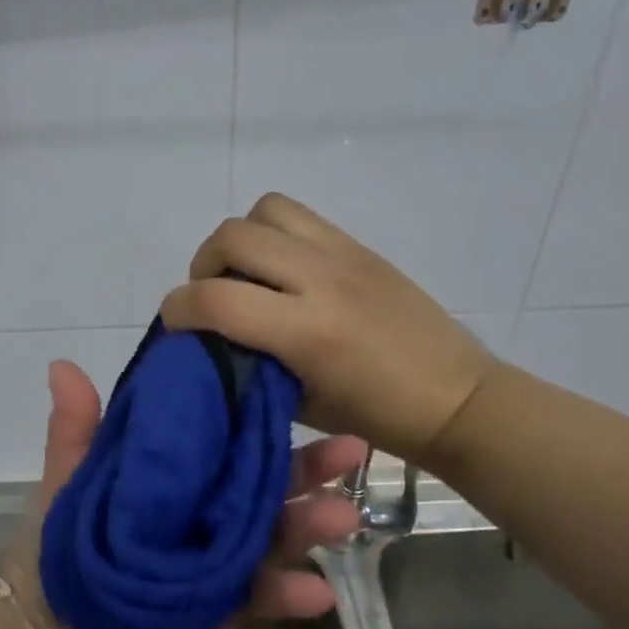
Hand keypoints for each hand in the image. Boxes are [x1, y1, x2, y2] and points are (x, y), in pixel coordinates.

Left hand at [0, 359, 362, 628]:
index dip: (298, 455)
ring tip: (316, 591)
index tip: (341, 438)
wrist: (38, 613)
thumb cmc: (66, 532)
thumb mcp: (72, 473)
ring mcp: (208, 590)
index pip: (255, 466)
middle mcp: (214, 536)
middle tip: (344, 508)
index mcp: (196, 492)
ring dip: (287, 588)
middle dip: (312, 515)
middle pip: (272, 523)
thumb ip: (77, 426)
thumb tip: (62, 364)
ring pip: (259, 584)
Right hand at [159, 192, 499, 463]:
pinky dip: (273, 232)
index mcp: (308, 332)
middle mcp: (322, 280)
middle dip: (203, 265)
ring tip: (245, 273)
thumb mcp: (300, 403)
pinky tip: (280, 269)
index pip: (216, 299)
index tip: (174, 323)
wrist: (455, 397)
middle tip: (210, 295)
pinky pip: (298, 216)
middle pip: (233, 237)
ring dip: (240, 238)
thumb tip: (212, 339)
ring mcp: (343, 255)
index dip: (177, 308)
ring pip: (265, 210)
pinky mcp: (359, 246)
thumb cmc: (376, 417)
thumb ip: (251, 363)